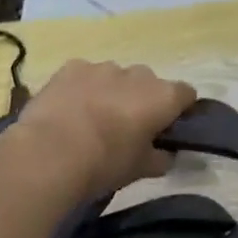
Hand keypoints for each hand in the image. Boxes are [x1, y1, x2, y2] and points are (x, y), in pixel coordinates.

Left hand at [11, 60, 196, 200]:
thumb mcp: (140, 170)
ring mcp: (104, 67)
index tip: (167, 128)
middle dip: (141, 100)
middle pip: (149, 83)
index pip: (186, 94)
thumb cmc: (105, 163)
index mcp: (163, 97)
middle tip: (125, 128)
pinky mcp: (73, 66)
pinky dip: (82, 88)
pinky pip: (85, 74)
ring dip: (111, 92)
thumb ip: (160, 158)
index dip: (179, 110)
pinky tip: (68, 110)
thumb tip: (167, 154)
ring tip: (91, 121)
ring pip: (115, 77)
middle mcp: (138, 74)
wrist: (50, 153)